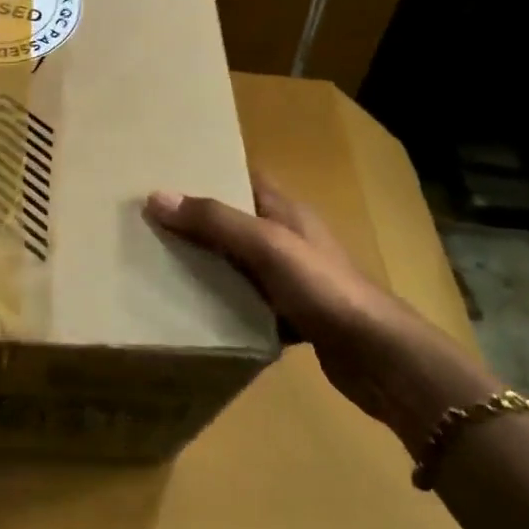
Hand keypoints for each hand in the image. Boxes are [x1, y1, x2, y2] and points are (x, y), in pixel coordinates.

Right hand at [145, 172, 496, 451]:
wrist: (380, 357)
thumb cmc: (324, 287)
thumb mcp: (266, 245)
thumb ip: (214, 220)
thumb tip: (156, 196)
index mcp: (286, 210)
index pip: (242, 177)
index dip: (208, 171)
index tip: (165, 172)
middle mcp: (288, 237)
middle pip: (235, 219)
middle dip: (197, 219)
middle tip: (149, 220)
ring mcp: (292, 277)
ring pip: (238, 261)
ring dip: (207, 262)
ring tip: (159, 261)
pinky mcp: (292, 314)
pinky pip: (246, 299)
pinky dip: (223, 301)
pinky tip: (194, 309)